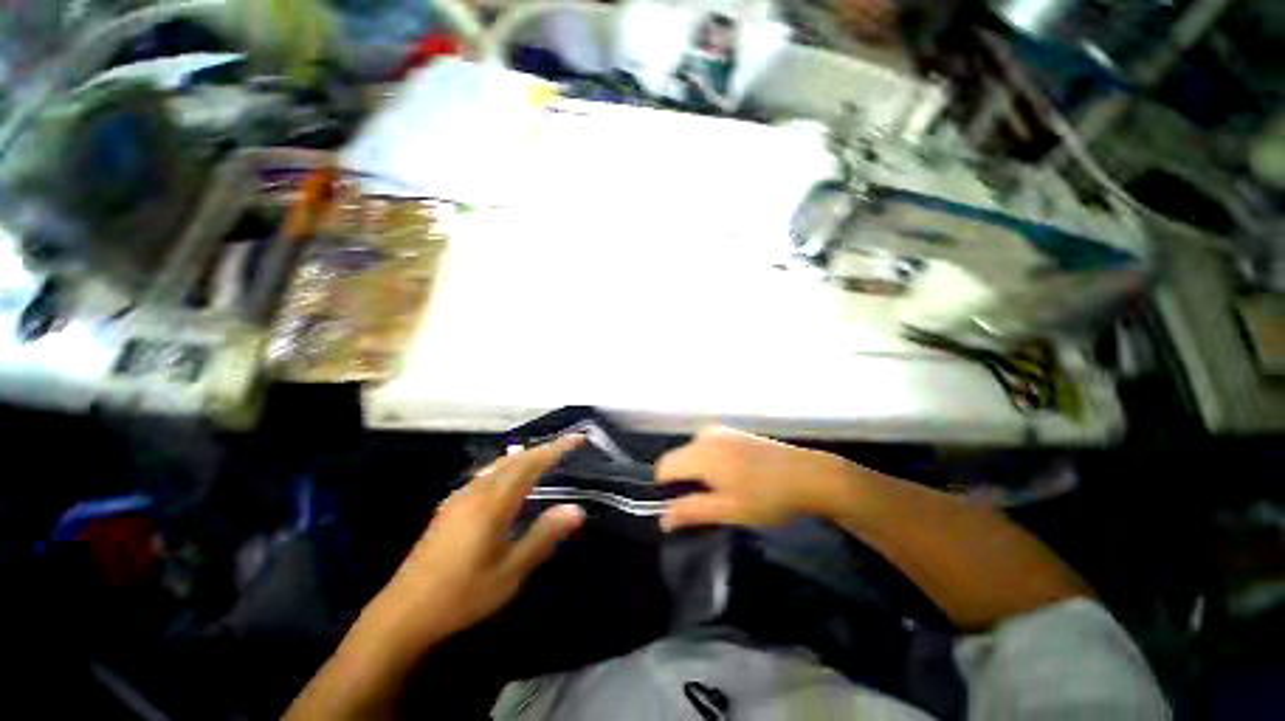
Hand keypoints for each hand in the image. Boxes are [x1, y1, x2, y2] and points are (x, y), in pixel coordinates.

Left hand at [372, 435, 586, 647]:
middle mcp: (476, 492)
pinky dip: (506, 467)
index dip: (556, 449)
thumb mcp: (510, 571)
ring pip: (498, 465)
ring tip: (543, 456)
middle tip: (566, 445)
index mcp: (493, 503)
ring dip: (524, 456)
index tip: (577, 438)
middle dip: (542, 448)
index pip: (531, 464)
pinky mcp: (449, 508)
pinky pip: (485, 475)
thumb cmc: (463, 594)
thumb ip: (543, 536)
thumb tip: (576, 509)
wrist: (403, 613)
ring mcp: (459, 498)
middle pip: (514, 459)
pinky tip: (507, 479)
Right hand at [656, 426, 851, 530]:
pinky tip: (735, 477)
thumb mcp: (728, 510)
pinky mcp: (734, 432)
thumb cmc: (767, 496)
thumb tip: (663, 519)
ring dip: (698, 473)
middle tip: (708, 504)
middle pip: (678, 459)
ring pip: (693, 453)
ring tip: (724, 492)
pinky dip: (710, 463)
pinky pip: (707, 447)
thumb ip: (691, 511)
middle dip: (684, 482)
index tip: (684, 507)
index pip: (663, 467)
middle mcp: (705, 435)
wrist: (809, 475)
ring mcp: (721, 431)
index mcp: (700, 452)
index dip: (666, 489)